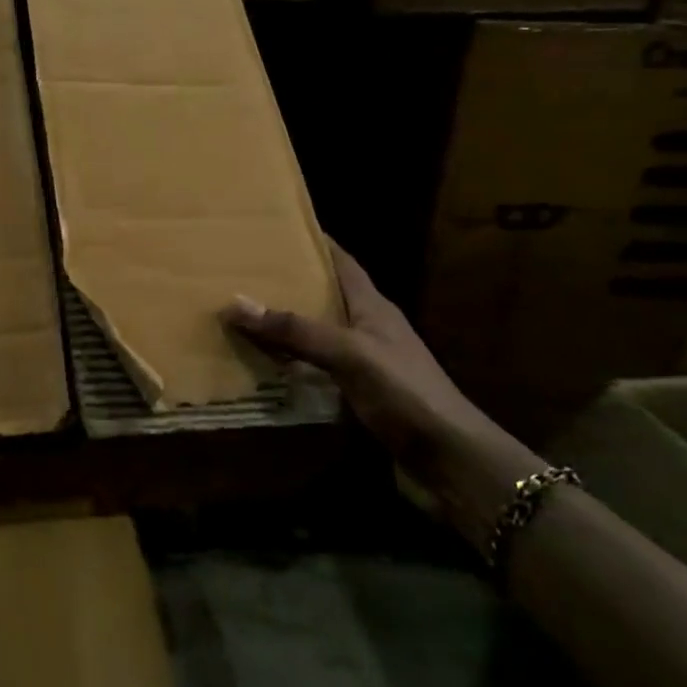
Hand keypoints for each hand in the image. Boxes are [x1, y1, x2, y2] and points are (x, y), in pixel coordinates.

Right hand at [223, 241, 540, 548]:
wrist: (451, 460)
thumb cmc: (406, 393)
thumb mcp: (350, 354)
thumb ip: (296, 330)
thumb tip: (236, 303)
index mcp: (373, 307)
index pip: (342, 262)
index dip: (314, 242)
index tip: (277, 226)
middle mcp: (367, 329)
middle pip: (324, 296)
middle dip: (288, 284)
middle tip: (242, 272)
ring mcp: (364, 364)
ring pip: (317, 335)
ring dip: (285, 327)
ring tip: (241, 316)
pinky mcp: (358, 396)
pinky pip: (315, 369)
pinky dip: (290, 365)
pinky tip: (263, 367)